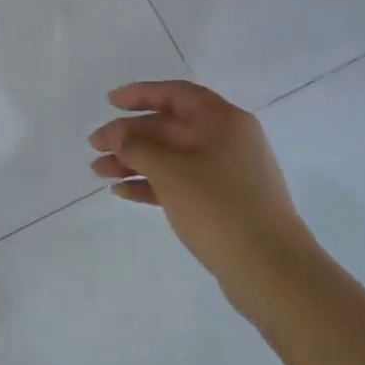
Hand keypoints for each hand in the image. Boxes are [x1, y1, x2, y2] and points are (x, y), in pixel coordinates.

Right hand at [90, 81, 317, 323]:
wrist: (270, 270)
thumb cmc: (218, 206)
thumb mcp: (170, 170)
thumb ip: (136, 146)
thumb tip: (116, 135)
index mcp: (222, 121)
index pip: (176, 94)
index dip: (140, 94)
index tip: (110, 103)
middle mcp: (226, 140)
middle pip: (169, 127)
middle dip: (129, 135)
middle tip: (94, 145)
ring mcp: (226, 173)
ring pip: (171, 157)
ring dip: (134, 161)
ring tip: (99, 172)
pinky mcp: (222, 203)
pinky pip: (179, 183)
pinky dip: (151, 184)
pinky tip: (123, 193)